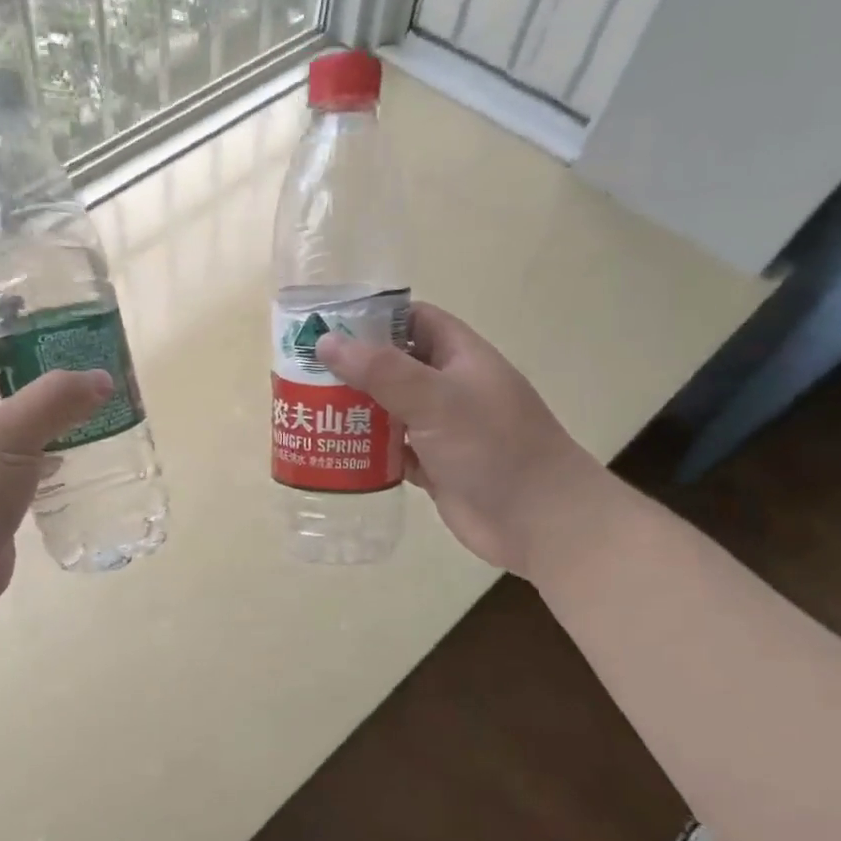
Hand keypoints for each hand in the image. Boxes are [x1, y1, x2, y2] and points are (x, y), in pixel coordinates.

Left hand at [0, 316, 111, 614]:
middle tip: (73, 355)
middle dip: (26, 363)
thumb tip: (102, 377)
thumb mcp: (9, 433)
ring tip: (85, 396)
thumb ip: (57, 399)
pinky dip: (44, 447)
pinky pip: (18, 457)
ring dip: (39, 407)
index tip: (33, 316)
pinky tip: (76, 447)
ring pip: (5, 419)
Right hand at [316, 301, 600, 577]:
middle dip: (352, 369)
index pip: (413, 320)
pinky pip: (391, 450)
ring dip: (354, 411)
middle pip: (393, 366)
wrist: (540, 522)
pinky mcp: (433, 465)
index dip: (373, 318)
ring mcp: (441, 429)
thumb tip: (326, 341)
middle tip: (301, 373)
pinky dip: (365, 450)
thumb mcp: (436, 400)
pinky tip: (331, 451)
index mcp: (459, 357)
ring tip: (306, 410)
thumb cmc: (493, 447)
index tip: (327, 326)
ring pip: (388, 410)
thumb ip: (382, 370)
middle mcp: (449, 387)